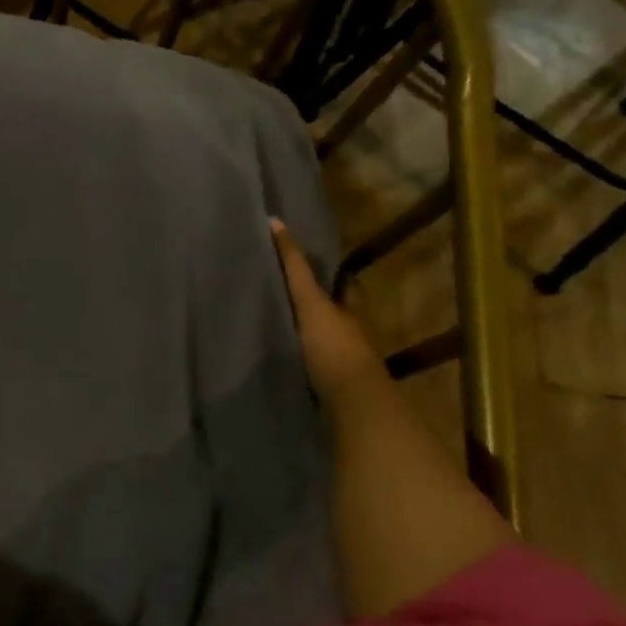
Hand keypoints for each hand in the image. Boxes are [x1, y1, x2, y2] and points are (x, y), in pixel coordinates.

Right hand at [268, 217, 386, 404]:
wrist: (352, 404)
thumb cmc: (334, 347)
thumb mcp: (310, 302)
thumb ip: (294, 267)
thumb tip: (275, 221)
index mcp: (348, 309)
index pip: (338, 283)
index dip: (322, 272)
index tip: (297, 261)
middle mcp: (349, 332)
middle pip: (330, 311)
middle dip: (311, 304)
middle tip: (279, 292)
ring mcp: (342, 361)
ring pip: (321, 338)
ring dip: (303, 333)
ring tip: (272, 323)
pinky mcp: (330, 385)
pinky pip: (312, 364)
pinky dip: (299, 358)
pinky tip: (279, 356)